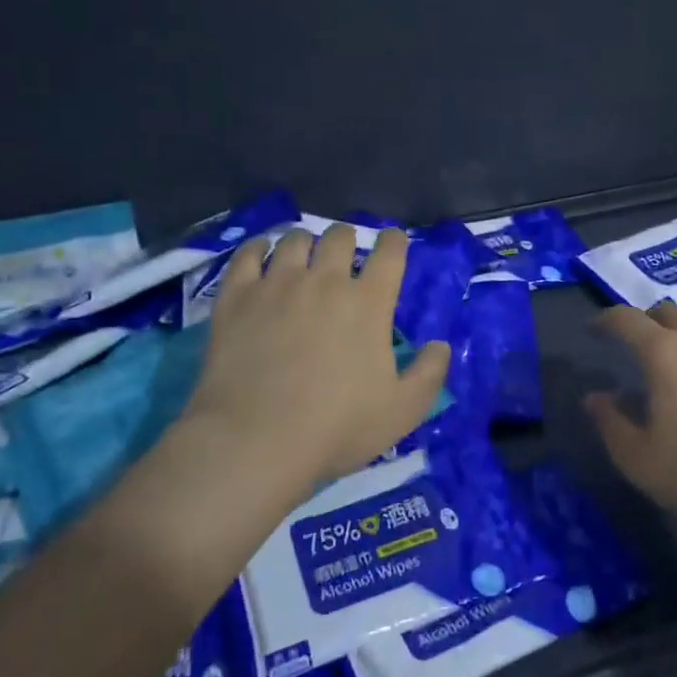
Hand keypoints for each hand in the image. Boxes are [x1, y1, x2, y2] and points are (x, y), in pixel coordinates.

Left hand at [183, 224, 450, 490]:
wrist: (256, 440)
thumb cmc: (337, 427)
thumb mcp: (402, 411)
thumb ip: (429, 374)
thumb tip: (440, 344)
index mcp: (369, 302)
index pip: (389, 252)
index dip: (393, 241)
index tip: (392, 242)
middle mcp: (325, 281)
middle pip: (339, 236)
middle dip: (347, 239)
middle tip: (343, 255)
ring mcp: (277, 285)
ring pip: (294, 240)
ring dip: (305, 243)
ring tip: (302, 256)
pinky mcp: (237, 297)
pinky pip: (247, 255)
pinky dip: (258, 249)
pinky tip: (261, 255)